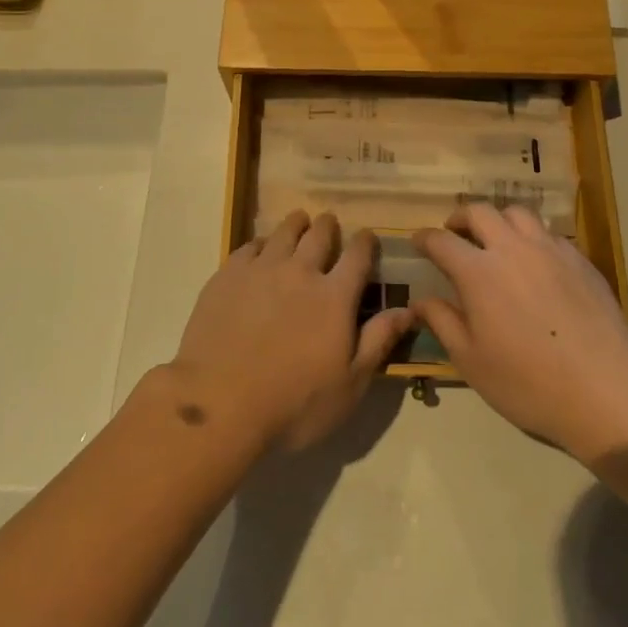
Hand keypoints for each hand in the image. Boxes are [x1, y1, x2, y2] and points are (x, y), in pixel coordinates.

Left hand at [169, 212, 412, 451]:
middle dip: (328, 227)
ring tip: (299, 222)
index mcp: (334, 296)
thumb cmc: (293, 404)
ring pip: (284, 232)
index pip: (358, 256)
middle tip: (329, 224)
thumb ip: (378, 342)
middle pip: (319, 235)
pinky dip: (262, 243)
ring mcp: (261, 269)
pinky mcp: (228, 275)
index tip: (368, 237)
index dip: (366, 243)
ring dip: (296, 225)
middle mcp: (300, 271)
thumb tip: (408, 310)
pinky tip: (261, 249)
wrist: (220, 404)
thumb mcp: (349, 385)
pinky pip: (250, 246)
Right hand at [412, 204, 627, 463]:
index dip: (424, 238)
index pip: (441, 240)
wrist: (605, 389)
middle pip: (479, 211)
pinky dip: (531, 237)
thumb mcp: (471, 361)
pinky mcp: (579, 259)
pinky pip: (548, 233)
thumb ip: (442, 322)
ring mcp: (549, 249)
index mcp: (478, 272)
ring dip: (498, 220)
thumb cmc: (528, 382)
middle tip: (455, 233)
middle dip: (460, 217)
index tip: (417, 241)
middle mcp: (511, 248)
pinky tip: (534, 261)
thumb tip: (421, 300)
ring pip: (517, 213)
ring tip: (496, 240)